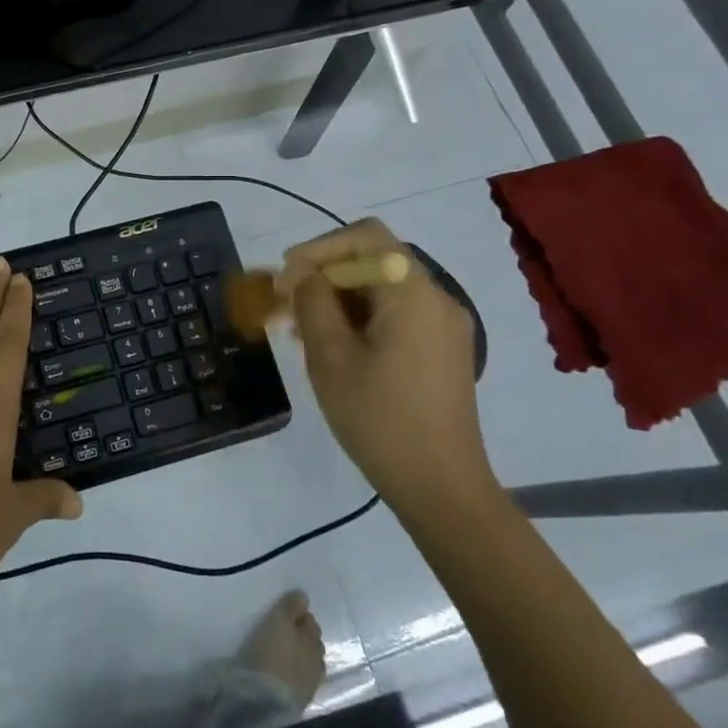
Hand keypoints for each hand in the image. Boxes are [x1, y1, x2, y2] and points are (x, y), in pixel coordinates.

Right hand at [277, 218, 492, 515]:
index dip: (320, 248)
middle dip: (324, 276)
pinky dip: (360, 319)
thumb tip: (303, 272)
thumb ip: (313, 302)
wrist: (442, 489)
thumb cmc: (381, 419)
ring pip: (382, 290)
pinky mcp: (442, 352)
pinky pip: (396, 316)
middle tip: (284, 305)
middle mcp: (436, 299)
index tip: (287, 279)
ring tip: (298, 330)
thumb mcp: (331, 358)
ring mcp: (444, 327)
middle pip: (374, 261)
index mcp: (414, 293)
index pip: (366, 237)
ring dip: (338, 299)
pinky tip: (331, 348)